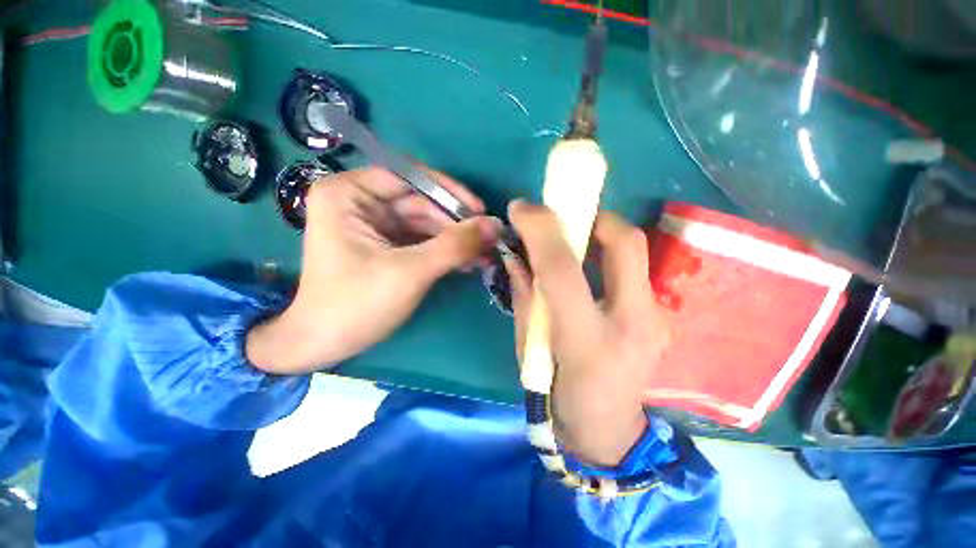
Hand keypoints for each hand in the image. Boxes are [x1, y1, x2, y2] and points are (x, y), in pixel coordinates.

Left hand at [247, 167, 500, 372]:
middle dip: (456, 224)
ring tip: (486, 255)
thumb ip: (455, 245)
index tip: (480, 211)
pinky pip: (422, 240)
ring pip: (426, 223)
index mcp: (349, 193)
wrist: (324, 344)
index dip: (448, 192)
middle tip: (490, 239)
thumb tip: (496, 224)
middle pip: (421, 202)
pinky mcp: (387, 246)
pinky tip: (469, 262)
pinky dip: (445, 250)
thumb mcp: (410, 272)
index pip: (409, 177)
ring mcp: (375, 225)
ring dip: (456, 240)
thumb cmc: (357, 304)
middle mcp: (361, 201)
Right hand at [506, 202, 670, 466]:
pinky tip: (590, 266)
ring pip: (637, 251)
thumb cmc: (559, 395)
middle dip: (593, 217)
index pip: (563, 270)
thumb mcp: (529, 350)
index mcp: (589, 341)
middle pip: (626, 244)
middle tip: (565, 217)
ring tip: (574, 238)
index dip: (540, 231)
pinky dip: (609, 255)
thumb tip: (518, 256)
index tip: (522, 209)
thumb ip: (526, 297)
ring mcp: (657, 319)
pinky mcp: (661, 317)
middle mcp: (634, 324)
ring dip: (603, 234)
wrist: (608, 431)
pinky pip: (634, 269)